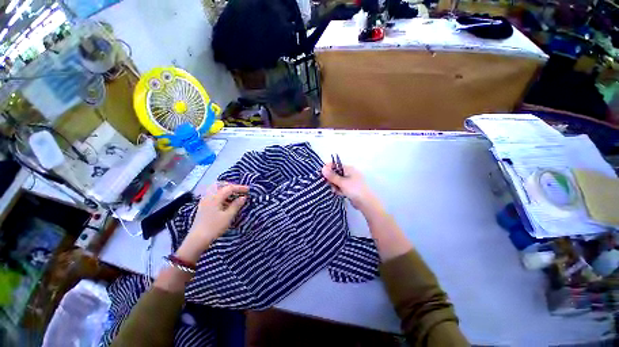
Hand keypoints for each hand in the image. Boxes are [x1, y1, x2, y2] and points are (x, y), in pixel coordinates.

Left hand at [175, 183, 247, 263]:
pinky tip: (224, 203)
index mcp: (215, 196)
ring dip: (224, 190)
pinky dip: (219, 195)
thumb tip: (243, 197)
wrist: (199, 237)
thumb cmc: (214, 227)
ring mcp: (204, 200)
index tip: (249, 190)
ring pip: (215, 189)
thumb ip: (236, 206)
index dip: (239, 188)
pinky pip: (212, 194)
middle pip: (220, 185)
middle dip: (231, 186)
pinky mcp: (202, 205)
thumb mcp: (227, 217)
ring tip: (233, 196)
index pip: (229, 188)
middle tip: (240, 191)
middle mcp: (209, 195)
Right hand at [321, 164, 380, 211]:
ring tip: (336, 191)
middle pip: (336, 174)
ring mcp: (350, 181)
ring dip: (335, 186)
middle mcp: (350, 173)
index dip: (328, 168)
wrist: (365, 202)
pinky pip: (341, 187)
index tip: (322, 174)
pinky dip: (339, 190)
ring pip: (338, 182)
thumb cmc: (354, 189)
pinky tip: (340, 194)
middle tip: (330, 185)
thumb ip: (332, 176)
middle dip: (332, 180)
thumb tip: (323, 168)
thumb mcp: (342, 182)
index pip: (336, 165)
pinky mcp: (350, 189)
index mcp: (349, 169)